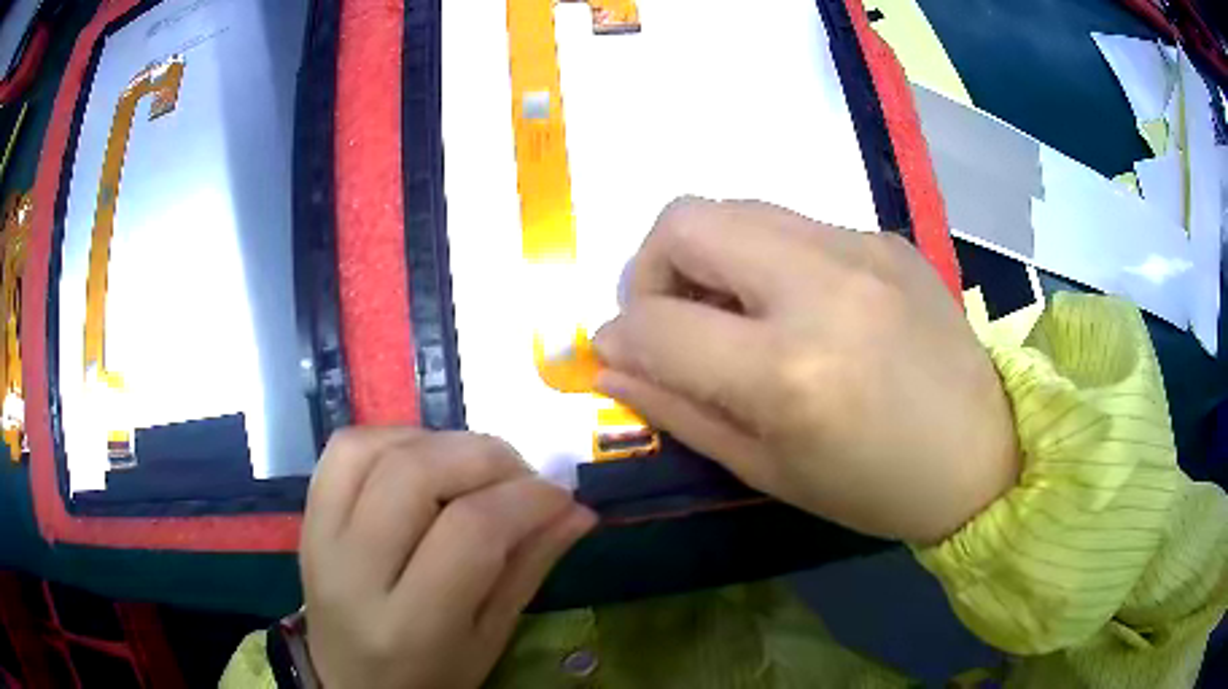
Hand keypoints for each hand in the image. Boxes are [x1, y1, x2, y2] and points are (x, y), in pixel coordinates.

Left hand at [300, 429, 595, 688]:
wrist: (349, 682)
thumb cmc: (430, 676)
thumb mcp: (490, 639)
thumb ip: (529, 569)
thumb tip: (578, 510)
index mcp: (410, 626)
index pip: (470, 532)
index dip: (526, 500)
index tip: (559, 496)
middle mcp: (353, 574)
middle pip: (415, 476)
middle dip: (484, 457)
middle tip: (521, 476)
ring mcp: (319, 538)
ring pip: (371, 449)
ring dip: (436, 442)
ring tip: (472, 467)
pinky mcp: (306, 516)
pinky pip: (344, 450)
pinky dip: (394, 439)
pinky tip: (424, 462)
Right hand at [594, 197, 1018, 543]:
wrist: (983, 453)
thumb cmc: (874, 487)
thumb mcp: (766, 471)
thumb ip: (677, 410)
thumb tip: (610, 363)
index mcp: (789, 372)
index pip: (656, 322)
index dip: (618, 337)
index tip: (621, 354)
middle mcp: (821, 287)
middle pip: (684, 220)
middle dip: (651, 267)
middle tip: (672, 318)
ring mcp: (860, 247)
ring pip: (735, 208)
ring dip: (708, 255)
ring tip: (734, 311)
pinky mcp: (884, 236)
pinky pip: (793, 225)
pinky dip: (767, 258)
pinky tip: (801, 306)